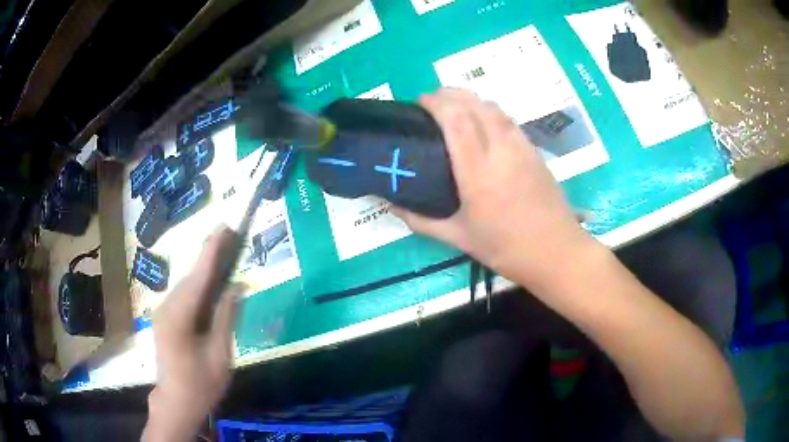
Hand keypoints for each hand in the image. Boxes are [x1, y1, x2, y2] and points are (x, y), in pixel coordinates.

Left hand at [143, 227, 244, 441]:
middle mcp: (167, 307)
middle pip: (192, 276)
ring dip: (205, 269)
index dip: (212, 250)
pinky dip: (199, 285)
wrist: (176, 402)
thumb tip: (238, 286)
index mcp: (180, 317)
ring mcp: (163, 312)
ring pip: (187, 285)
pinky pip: (184, 295)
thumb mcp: (220, 354)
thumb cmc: (201, 384)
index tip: (224, 226)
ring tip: (225, 253)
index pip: (199, 277)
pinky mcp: (165, 318)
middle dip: (210, 255)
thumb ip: (226, 317)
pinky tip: (211, 281)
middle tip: (231, 236)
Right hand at [394, 89, 593, 288]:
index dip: (436, 103)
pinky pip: (508, 120)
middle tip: (433, 99)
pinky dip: (490, 111)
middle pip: (475, 105)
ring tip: (456, 105)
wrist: (557, 252)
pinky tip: (484, 122)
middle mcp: (501, 150)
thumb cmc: (507, 249)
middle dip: (451, 93)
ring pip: (495, 108)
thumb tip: (391, 207)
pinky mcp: (535, 151)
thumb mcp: (460, 238)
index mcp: (478, 171)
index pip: (455, 120)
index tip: (420, 101)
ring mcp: (522, 148)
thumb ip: (422, 221)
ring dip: (472, 99)